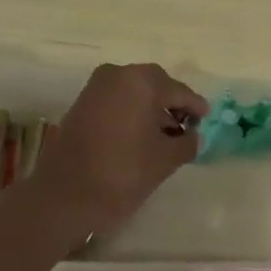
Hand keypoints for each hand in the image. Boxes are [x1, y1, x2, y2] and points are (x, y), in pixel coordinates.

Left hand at [27, 63, 207, 231]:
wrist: (64, 195)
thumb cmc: (122, 173)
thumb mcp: (165, 160)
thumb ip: (186, 143)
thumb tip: (194, 136)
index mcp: (143, 82)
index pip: (179, 91)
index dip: (195, 107)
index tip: (206, 120)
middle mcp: (118, 74)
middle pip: (155, 84)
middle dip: (171, 104)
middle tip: (185, 127)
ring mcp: (96, 87)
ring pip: (133, 91)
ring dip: (150, 107)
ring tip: (163, 135)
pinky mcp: (81, 103)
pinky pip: (116, 100)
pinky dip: (130, 111)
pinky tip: (139, 135)